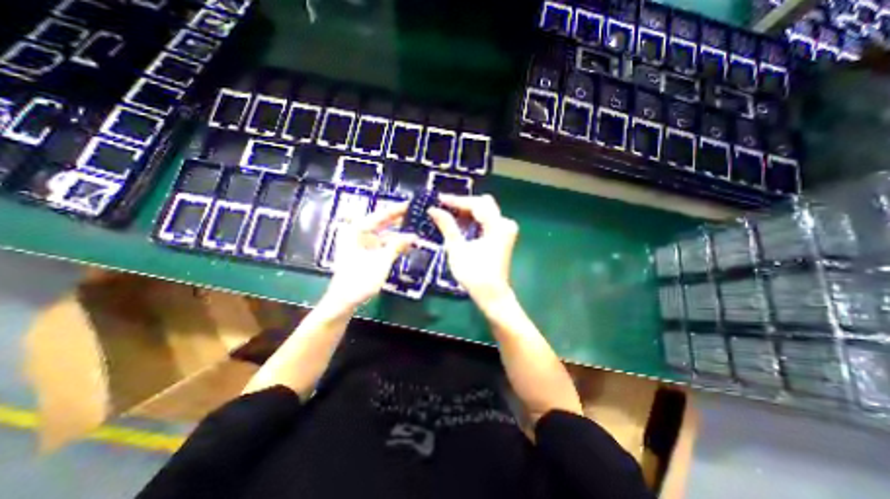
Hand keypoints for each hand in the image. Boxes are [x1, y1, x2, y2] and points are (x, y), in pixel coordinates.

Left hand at [321, 202, 415, 310]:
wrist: (344, 301)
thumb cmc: (360, 279)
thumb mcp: (382, 260)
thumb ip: (397, 245)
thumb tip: (413, 236)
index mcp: (357, 230)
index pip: (381, 215)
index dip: (397, 209)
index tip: (411, 204)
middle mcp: (358, 234)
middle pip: (382, 223)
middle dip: (399, 221)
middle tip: (416, 216)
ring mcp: (362, 244)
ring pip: (383, 235)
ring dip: (398, 235)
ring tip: (415, 233)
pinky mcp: (365, 254)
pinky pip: (382, 245)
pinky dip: (393, 245)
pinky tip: (406, 246)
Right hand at [428, 196, 519, 311]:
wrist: (492, 295)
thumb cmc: (474, 274)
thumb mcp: (457, 249)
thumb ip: (447, 226)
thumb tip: (433, 209)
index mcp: (497, 225)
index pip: (476, 204)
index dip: (456, 201)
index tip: (439, 199)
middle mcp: (505, 223)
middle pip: (483, 204)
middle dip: (463, 204)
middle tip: (443, 207)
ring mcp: (505, 230)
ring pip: (485, 212)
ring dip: (467, 212)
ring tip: (448, 214)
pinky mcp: (502, 237)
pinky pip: (487, 221)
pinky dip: (473, 221)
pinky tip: (459, 224)